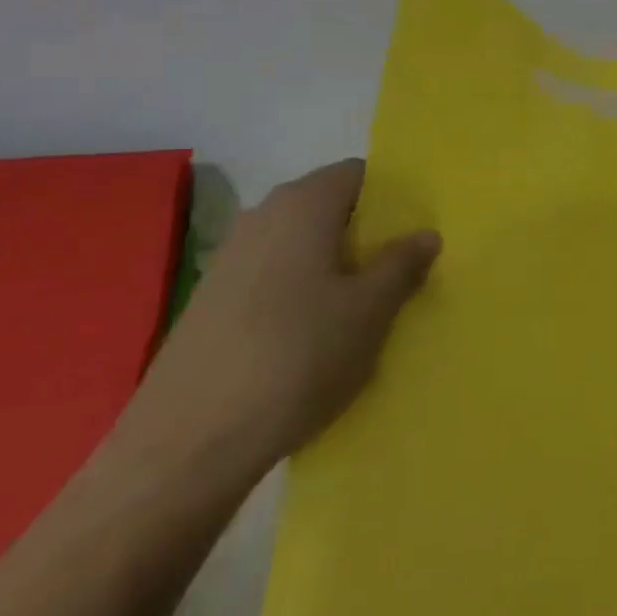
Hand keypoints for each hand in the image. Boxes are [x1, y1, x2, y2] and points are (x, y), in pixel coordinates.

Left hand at [128, 160, 439, 477]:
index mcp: (304, 203)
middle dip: (365, 233)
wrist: (190, 441)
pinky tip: (312, 334)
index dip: (392, 197)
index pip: (359, 174)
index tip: (416, 232)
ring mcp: (231, 255)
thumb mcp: (368, 312)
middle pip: (328, 206)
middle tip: (398, 271)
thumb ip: (402, 264)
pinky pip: (273, 274)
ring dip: (333, 263)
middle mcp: (263, 214)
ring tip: (361, 307)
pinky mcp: (212, 297)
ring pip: (300, 243)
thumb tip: (427, 233)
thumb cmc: (297, 357)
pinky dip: (300, 288)